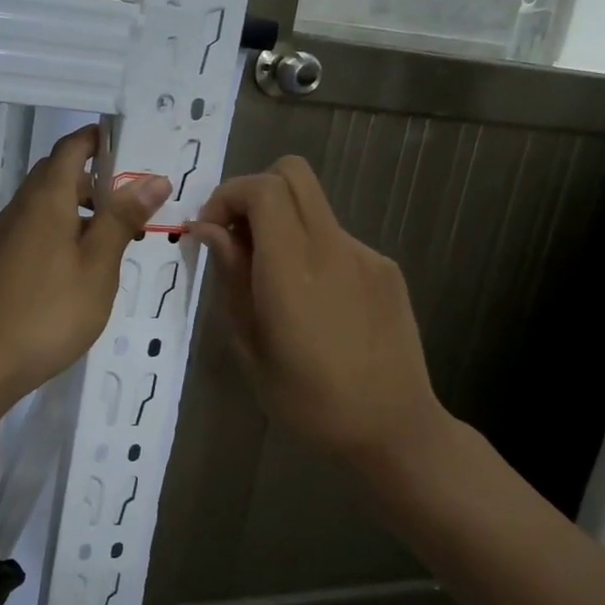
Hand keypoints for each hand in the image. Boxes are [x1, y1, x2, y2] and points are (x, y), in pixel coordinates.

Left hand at [0, 125, 169, 397]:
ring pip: (42, 208)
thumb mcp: (98, 266)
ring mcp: (1, 238)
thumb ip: (122, 219)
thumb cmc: (50, 311)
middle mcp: (19, 210)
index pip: (70, 148)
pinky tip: (72, 271)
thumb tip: (153, 178)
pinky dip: (56, 235)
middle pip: (54, 176)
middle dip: (92, 180)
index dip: (97, 139)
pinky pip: (30, 233)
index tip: (127, 146)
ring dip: (75, 211)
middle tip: (129, 204)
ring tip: (109, 242)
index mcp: (46, 200)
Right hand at [192, 156, 455, 472]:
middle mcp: (333, 249)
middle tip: (237, 240)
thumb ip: (232, 279)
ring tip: (272, 283)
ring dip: (281, 224)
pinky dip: (310, 249)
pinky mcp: (386, 269)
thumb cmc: (310, 402)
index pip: (263, 189)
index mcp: (294, 271)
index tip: (210, 233)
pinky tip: (313, 302)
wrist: (395, 431)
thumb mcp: (251, 348)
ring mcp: (366, 255)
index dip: (227, 196)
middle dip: (253, 193)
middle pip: (293, 174)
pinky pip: (335, 237)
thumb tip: (209, 231)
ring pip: (313, 206)